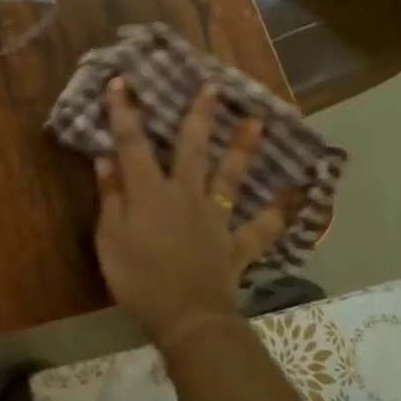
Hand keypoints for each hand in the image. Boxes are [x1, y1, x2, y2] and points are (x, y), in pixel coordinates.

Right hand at [93, 79, 289, 346]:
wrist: (187, 318)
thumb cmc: (138, 278)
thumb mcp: (110, 238)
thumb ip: (110, 197)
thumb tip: (106, 159)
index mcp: (150, 192)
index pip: (132, 143)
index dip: (124, 112)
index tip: (122, 81)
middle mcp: (186, 195)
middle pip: (192, 148)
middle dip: (200, 116)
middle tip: (213, 87)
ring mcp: (215, 219)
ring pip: (230, 178)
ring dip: (243, 149)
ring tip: (258, 123)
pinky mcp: (235, 245)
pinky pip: (260, 228)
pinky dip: (277, 214)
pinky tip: (294, 197)